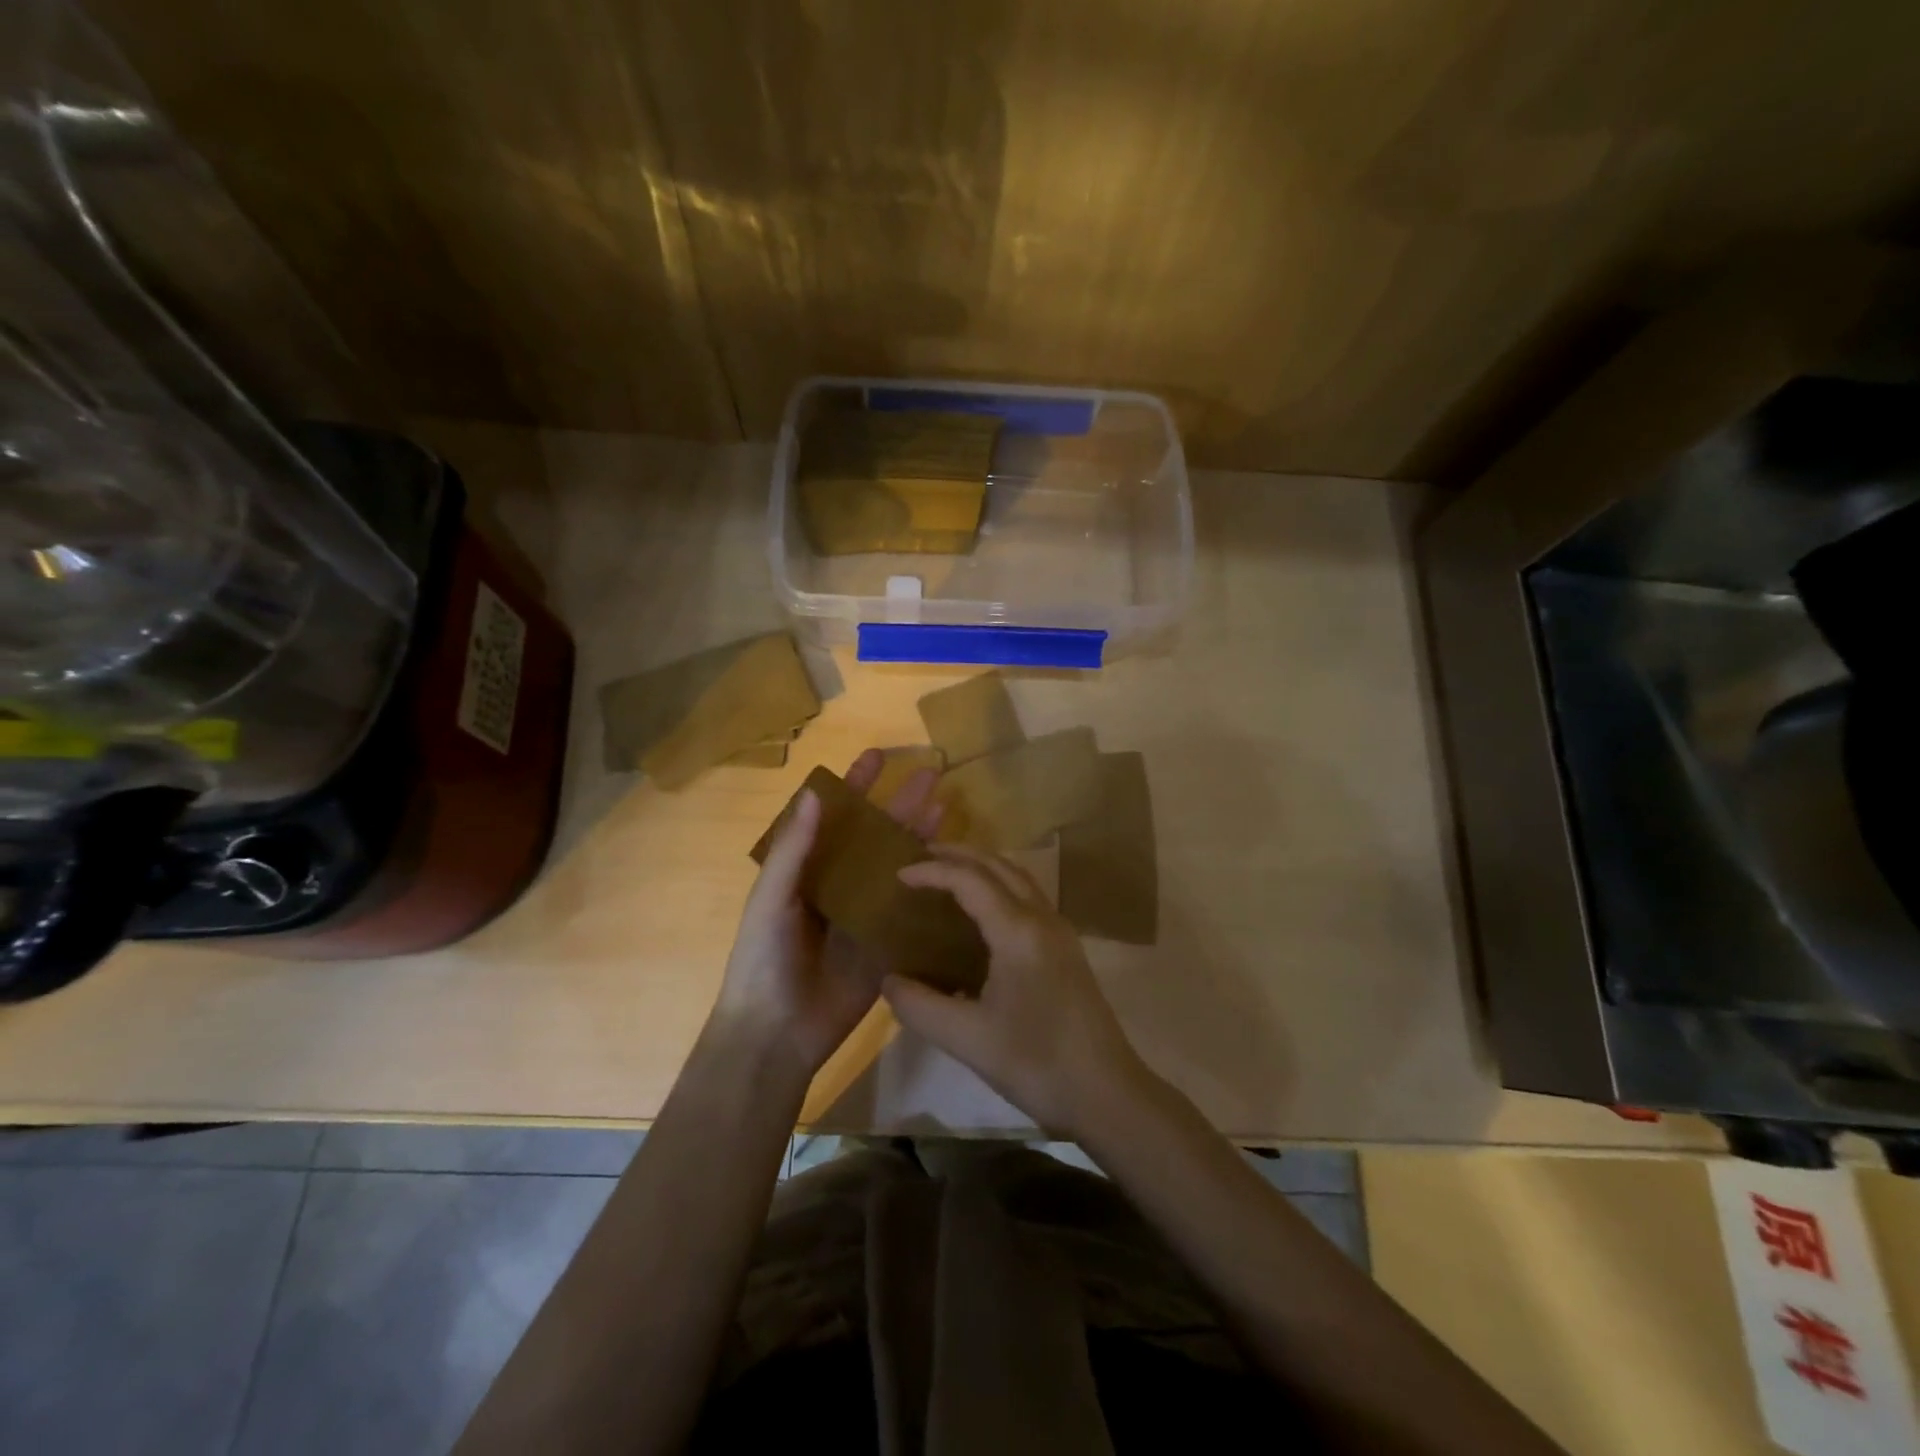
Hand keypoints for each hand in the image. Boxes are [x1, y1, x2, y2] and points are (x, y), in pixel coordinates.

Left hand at [712, 748, 942, 1085]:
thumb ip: (793, 849)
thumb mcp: (770, 899)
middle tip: (930, 774)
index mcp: (807, 870)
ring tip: (946, 808)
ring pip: (898, 867)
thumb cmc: (763, 959)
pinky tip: (956, 868)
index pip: (834, 817)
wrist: (776, 1034)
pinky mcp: (887, 945)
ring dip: (920, 838)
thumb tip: (817, 792)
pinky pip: (911, 911)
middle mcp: (840, 886)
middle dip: (900, 804)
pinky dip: (932, 888)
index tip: (877, 756)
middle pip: (875, 836)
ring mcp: (866, 915)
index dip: (854, 786)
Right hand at [882, 845, 1148, 1137]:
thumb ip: (919, 1006)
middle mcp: (1042, 918)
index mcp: (1018, 931)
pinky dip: (999, 887)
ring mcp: (1059, 932)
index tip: (898, 875)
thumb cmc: (1037, 1063)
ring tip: (947, 875)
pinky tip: (981, 913)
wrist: (1107, 1093)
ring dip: (982, 867)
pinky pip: (1028, 897)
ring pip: (1018, 878)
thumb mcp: (967, 1039)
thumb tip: (889, 981)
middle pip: (998, 865)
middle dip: (958, 855)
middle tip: (920, 858)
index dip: (932, 871)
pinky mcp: (1066, 949)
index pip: (970, 880)